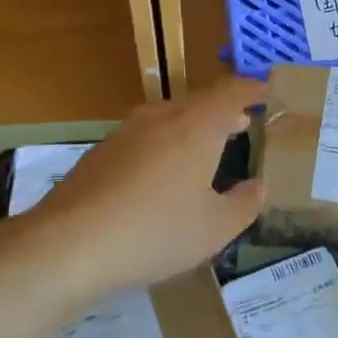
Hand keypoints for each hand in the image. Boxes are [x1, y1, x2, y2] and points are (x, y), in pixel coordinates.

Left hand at [29, 77, 264, 297]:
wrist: (68, 246)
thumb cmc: (156, 232)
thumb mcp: (216, 228)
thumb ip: (245, 203)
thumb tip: (259, 185)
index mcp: (197, 126)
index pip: (233, 93)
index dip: (254, 91)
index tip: (269, 94)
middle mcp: (161, 118)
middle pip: (200, 101)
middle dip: (225, 110)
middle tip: (244, 123)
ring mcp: (126, 132)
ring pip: (170, 117)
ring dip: (194, 126)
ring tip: (208, 147)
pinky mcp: (101, 153)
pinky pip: (145, 136)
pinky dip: (166, 144)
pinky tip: (163, 174)